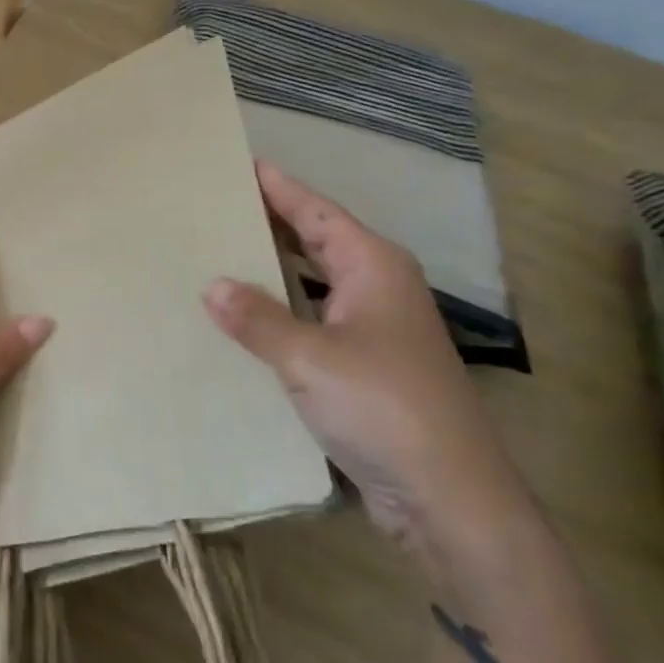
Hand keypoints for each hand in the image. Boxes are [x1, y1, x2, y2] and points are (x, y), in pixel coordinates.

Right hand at [202, 161, 528, 564]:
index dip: (277, 186)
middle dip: (269, 223)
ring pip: (311, 283)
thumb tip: (212, 285)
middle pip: (314, 240)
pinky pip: (311, 321)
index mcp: (372, 266)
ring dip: (271, 270)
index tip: (237, 162)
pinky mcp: (364, 366)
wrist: (451, 500)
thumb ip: (257, 318)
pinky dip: (279, 312)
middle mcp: (376, 287)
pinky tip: (244, 319)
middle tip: (215, 205)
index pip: (315, 211)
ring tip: (218, 253)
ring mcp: (373, 329)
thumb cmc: (384, 408)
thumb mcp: (309, 357)